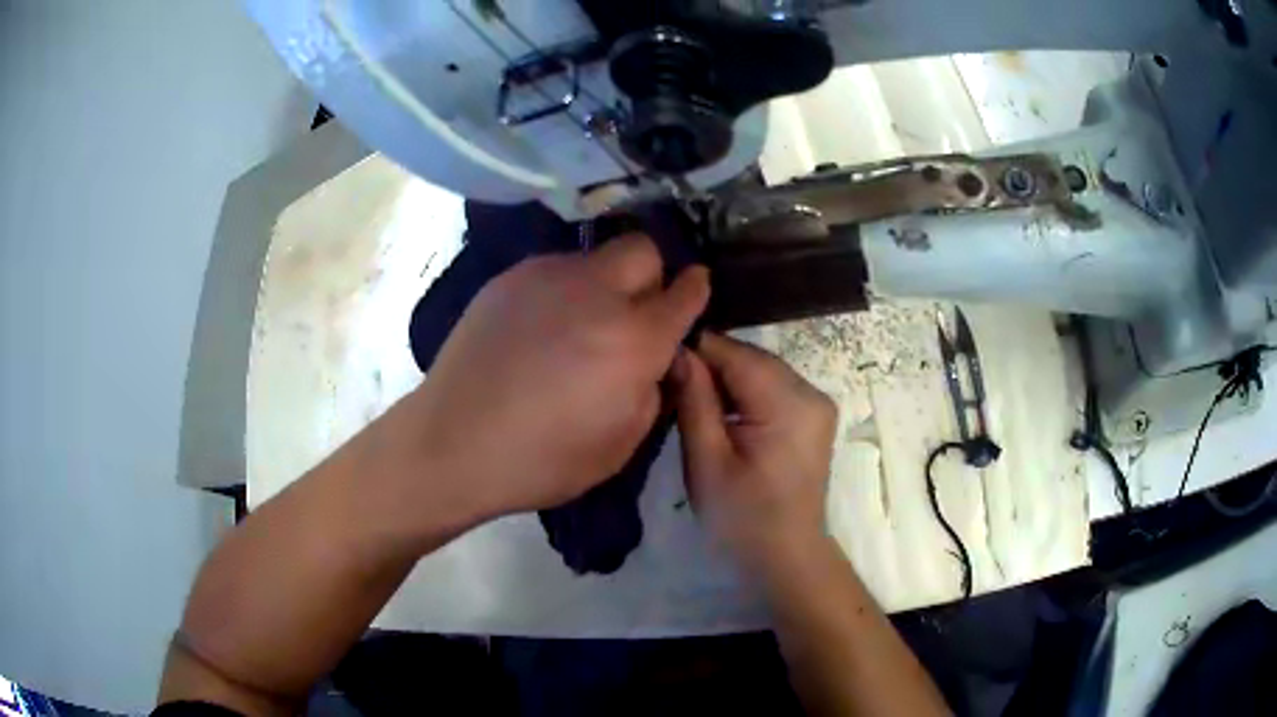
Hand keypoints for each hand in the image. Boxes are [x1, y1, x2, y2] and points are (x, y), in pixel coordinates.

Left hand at [409, 234, 707, 519]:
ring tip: (578, 326)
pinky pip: (554, 271)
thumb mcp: (620, 446)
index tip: (694, 294)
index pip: (685, 292)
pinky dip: (562, 292)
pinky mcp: (509, 279)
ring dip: (603, 284)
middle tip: (634, 312)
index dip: (695, 291)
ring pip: (596, 258)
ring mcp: (547, 277)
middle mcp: (596, 293)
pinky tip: (540, 329)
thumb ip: (654, 391)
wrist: (453, 443)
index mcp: (633, 340)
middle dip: (651, 274)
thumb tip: (658, 358)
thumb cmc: (541, 460)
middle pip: (643, 249)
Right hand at [671, 333, 837, 573]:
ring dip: (728, 379)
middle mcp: (811, 393)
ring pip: (763, 370)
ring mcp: (818, 404)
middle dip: (712, 364)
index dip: (697, 349)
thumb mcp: (706, 461)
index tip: (660, 357)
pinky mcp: (815, 416)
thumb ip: (693, 400)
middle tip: (672, 381)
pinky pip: (775, 387)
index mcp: (788, 404)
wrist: (786, 555)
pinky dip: (747, 392)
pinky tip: (724, 412)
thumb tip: (677, 351)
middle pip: (753, 358)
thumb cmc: (741, 517)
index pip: (736, 353)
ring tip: (692, 397)